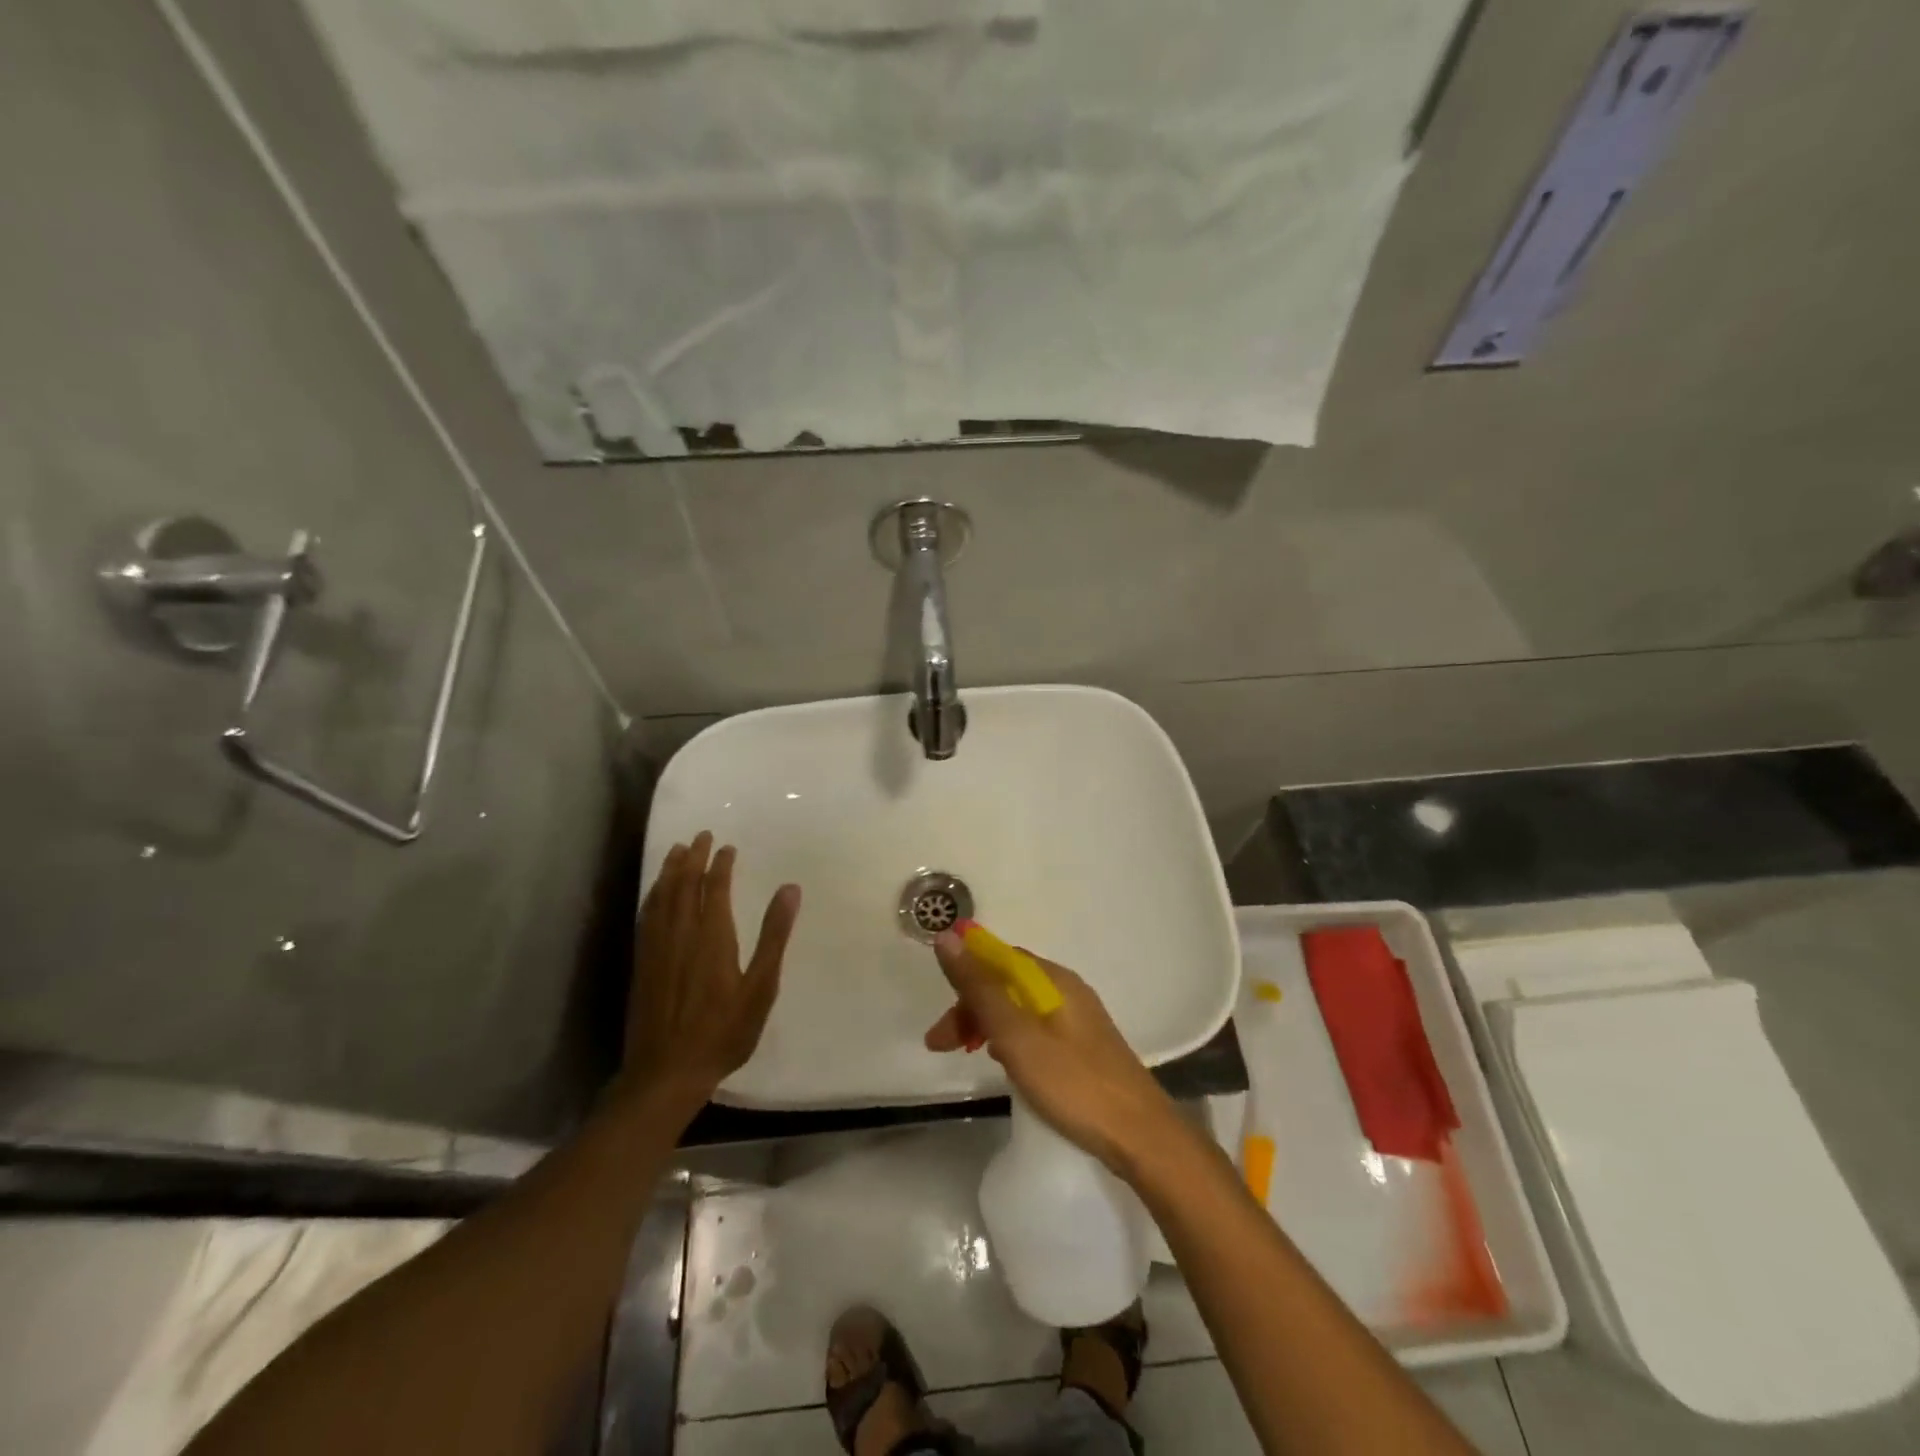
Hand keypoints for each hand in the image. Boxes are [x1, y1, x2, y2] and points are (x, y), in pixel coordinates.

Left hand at [619, 832, 800, 1117]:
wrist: (666, 1072)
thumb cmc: (723, 1031)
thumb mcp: (761, 987)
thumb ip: (774, 936)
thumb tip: (790, 889)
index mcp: (712, 936)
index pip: (716, 887)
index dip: (721, 864)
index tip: (727, 847)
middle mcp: (681, 933)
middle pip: (684, 885)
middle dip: (692, 858)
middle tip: (700, 836)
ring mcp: (657, 948)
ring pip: (662, 897)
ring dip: (670, 871)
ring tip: (676, 851)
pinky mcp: (642, 964)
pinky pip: (647, 916)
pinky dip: (653, 896)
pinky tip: (655, 893)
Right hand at [924, 932, 1179, 1174]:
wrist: (1142, 1138)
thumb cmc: (1074, 1083)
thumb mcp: (1017, 1035)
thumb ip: (981, 988)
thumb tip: (947, 936)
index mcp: (1053, 980)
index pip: (998, 959)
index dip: (964, 977)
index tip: (940, 1013)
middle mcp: (1066, 991)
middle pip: (1006, 984)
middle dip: (969, 1007)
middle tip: (941, 1045)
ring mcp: (1078, 1020)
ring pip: (1018, 1009)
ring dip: (986, 1024)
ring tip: (966, 1054)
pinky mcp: (1082, 1049)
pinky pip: (1034, 1030)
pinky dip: (1009, 1040)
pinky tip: (1003, 1064)